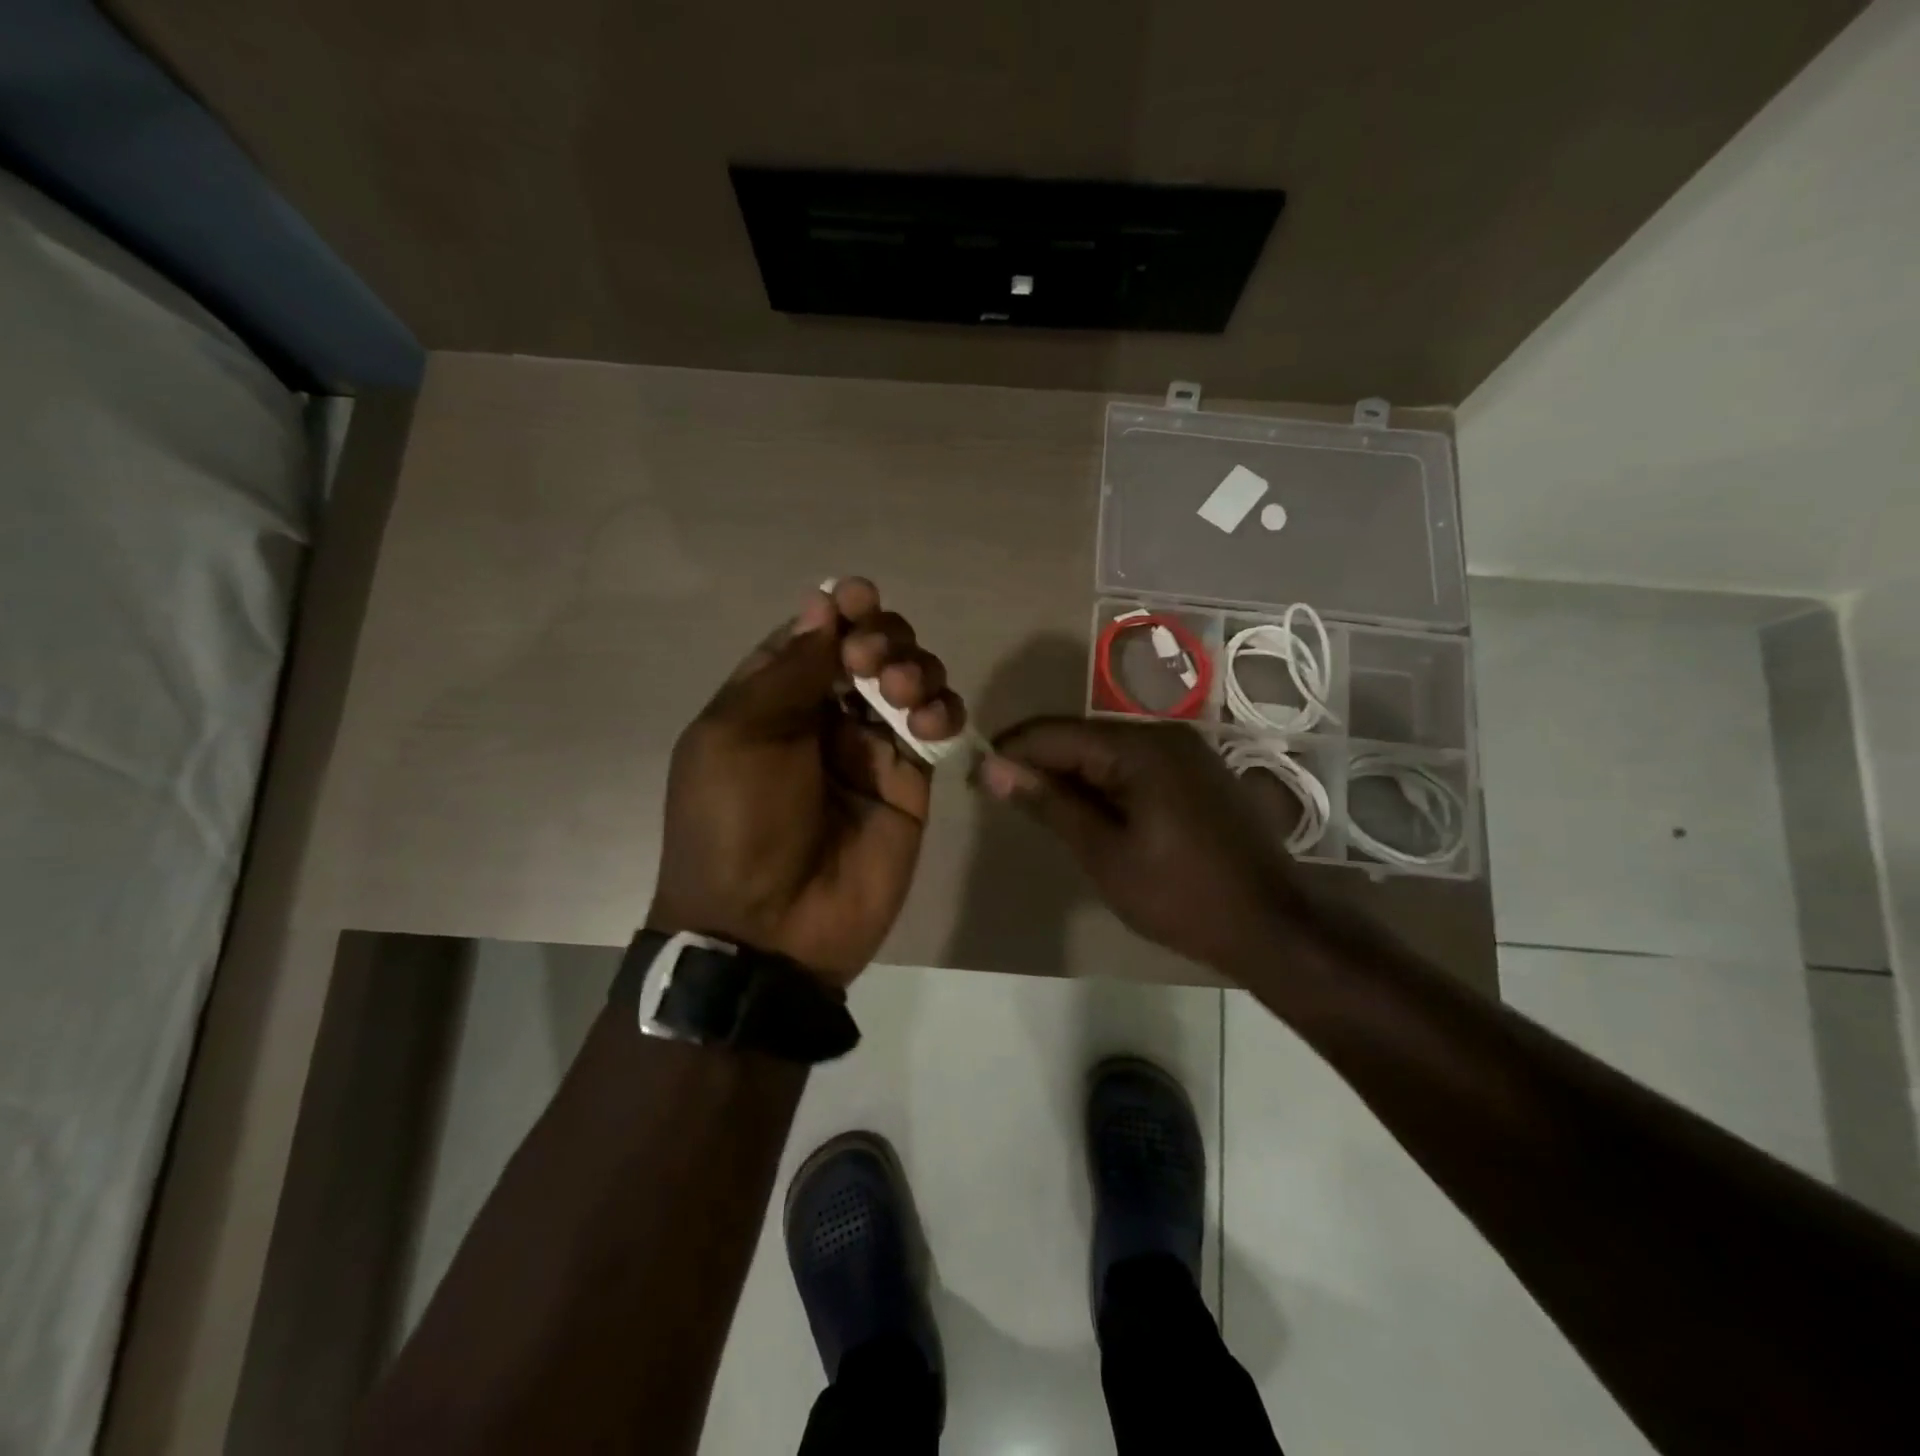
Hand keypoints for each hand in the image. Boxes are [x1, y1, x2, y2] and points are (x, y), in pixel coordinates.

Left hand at [649, 579, 965, 986]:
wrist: (769, 928)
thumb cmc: (736, 823)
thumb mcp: (739, 735)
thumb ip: (788, 670)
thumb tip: (822, 606)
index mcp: (771, 699)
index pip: (814, 635)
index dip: (839, 610)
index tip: (858, 599)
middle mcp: (823, 716)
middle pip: (870, 649)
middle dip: (881, 637)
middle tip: (873, 662)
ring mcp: (871, 749)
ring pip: (911, 681)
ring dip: (915, 668)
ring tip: (901, 694)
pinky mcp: (911, 783)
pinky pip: (937, 729)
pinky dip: (942, 712)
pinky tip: (929, 724)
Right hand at [979, 717, 1301, 971]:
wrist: (1272, 925)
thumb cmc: (1180, 894)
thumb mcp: (1103, 852)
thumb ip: (1048, 803)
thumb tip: (993, 767)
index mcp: (1139, 747)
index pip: (1055, 733)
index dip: (1011, 751)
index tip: (976, 777)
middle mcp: (1164, 735)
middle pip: (1082, 738)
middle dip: (1039, 764)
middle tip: (1001, 797)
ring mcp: (1187, 753)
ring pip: (1108, 752)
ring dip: (1070, 776)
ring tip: (1036, 808)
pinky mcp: (1198, 775)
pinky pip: (1135, 766)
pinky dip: (1103, 785)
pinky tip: (1087, 813)